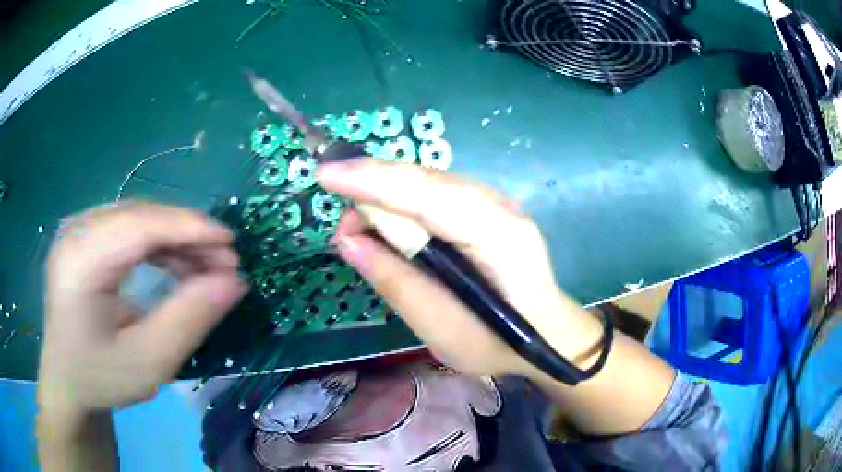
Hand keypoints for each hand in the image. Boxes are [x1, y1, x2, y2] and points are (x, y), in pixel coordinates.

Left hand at [38, 202, 247, 416]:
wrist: (66, 381)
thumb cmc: (100, 379)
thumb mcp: (148, 364)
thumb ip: (188, 320)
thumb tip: (234, 282)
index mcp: (79, 262)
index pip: (138, 225)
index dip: (187, 227)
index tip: (231, 244)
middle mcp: (75, 232)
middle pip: (140, 216)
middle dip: (186, 234)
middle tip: (225, 262)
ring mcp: (78, 231)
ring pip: (138, 218)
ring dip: (175, 239)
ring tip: (206, 267)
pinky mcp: (85, 238)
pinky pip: (129, 228)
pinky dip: (159, 244)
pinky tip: (177, 265)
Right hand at [318, 158, 603, 378]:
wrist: (546, 334)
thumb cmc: (497, 343)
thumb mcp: (441, 328)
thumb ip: (396, 281)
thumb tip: (348, 239)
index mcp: (498, 236)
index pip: (429, 195)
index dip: (374, 181)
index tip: (326, 175)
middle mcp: (499, 207)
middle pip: (427, 180)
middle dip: (374, 186)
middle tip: (341, 220)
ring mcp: (496, 204)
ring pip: (430, 182)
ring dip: (387, 194)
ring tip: (358, 225)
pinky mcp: (487, 210)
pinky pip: (437, 194)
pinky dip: (405, 202)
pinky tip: (388, 221)